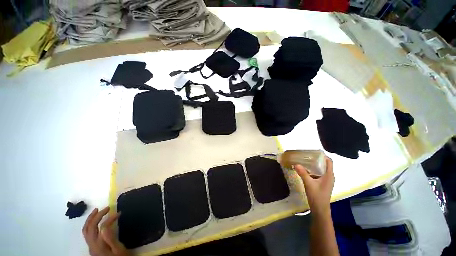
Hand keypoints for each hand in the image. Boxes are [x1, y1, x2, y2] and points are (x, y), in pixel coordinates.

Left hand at [82, 206, 130, 255]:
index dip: (111, 218)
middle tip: (107, 208)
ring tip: (96, 210)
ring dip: (90, 218)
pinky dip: (89, 224)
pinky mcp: (91, 246)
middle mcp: (92, 244)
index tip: (119, 213)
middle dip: (98, 215)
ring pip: (86, 229)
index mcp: (100, 245)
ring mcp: (90, 245)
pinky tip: (94, 221)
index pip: (103, 227)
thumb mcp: (119, 250)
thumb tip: (106, 226)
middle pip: (90, 227)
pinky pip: (86, 233)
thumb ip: (111, 239)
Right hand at [294, 156, 334, 215]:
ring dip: (315, 164)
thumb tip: (296, 164)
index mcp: (329, 175)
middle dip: (317, 159)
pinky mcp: (322, 183)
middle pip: (325, 164)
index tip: (314, 152)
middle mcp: (329, 176)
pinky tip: (306, 169)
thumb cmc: (317, 196)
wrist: (320, 209)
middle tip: (307, 155)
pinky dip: (313, 169)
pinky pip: (319, 173)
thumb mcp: (309, 184)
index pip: (329, 161)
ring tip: (305, 160)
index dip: (323, 155)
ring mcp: (326, 180)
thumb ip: (303, 173)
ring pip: (321, 169)